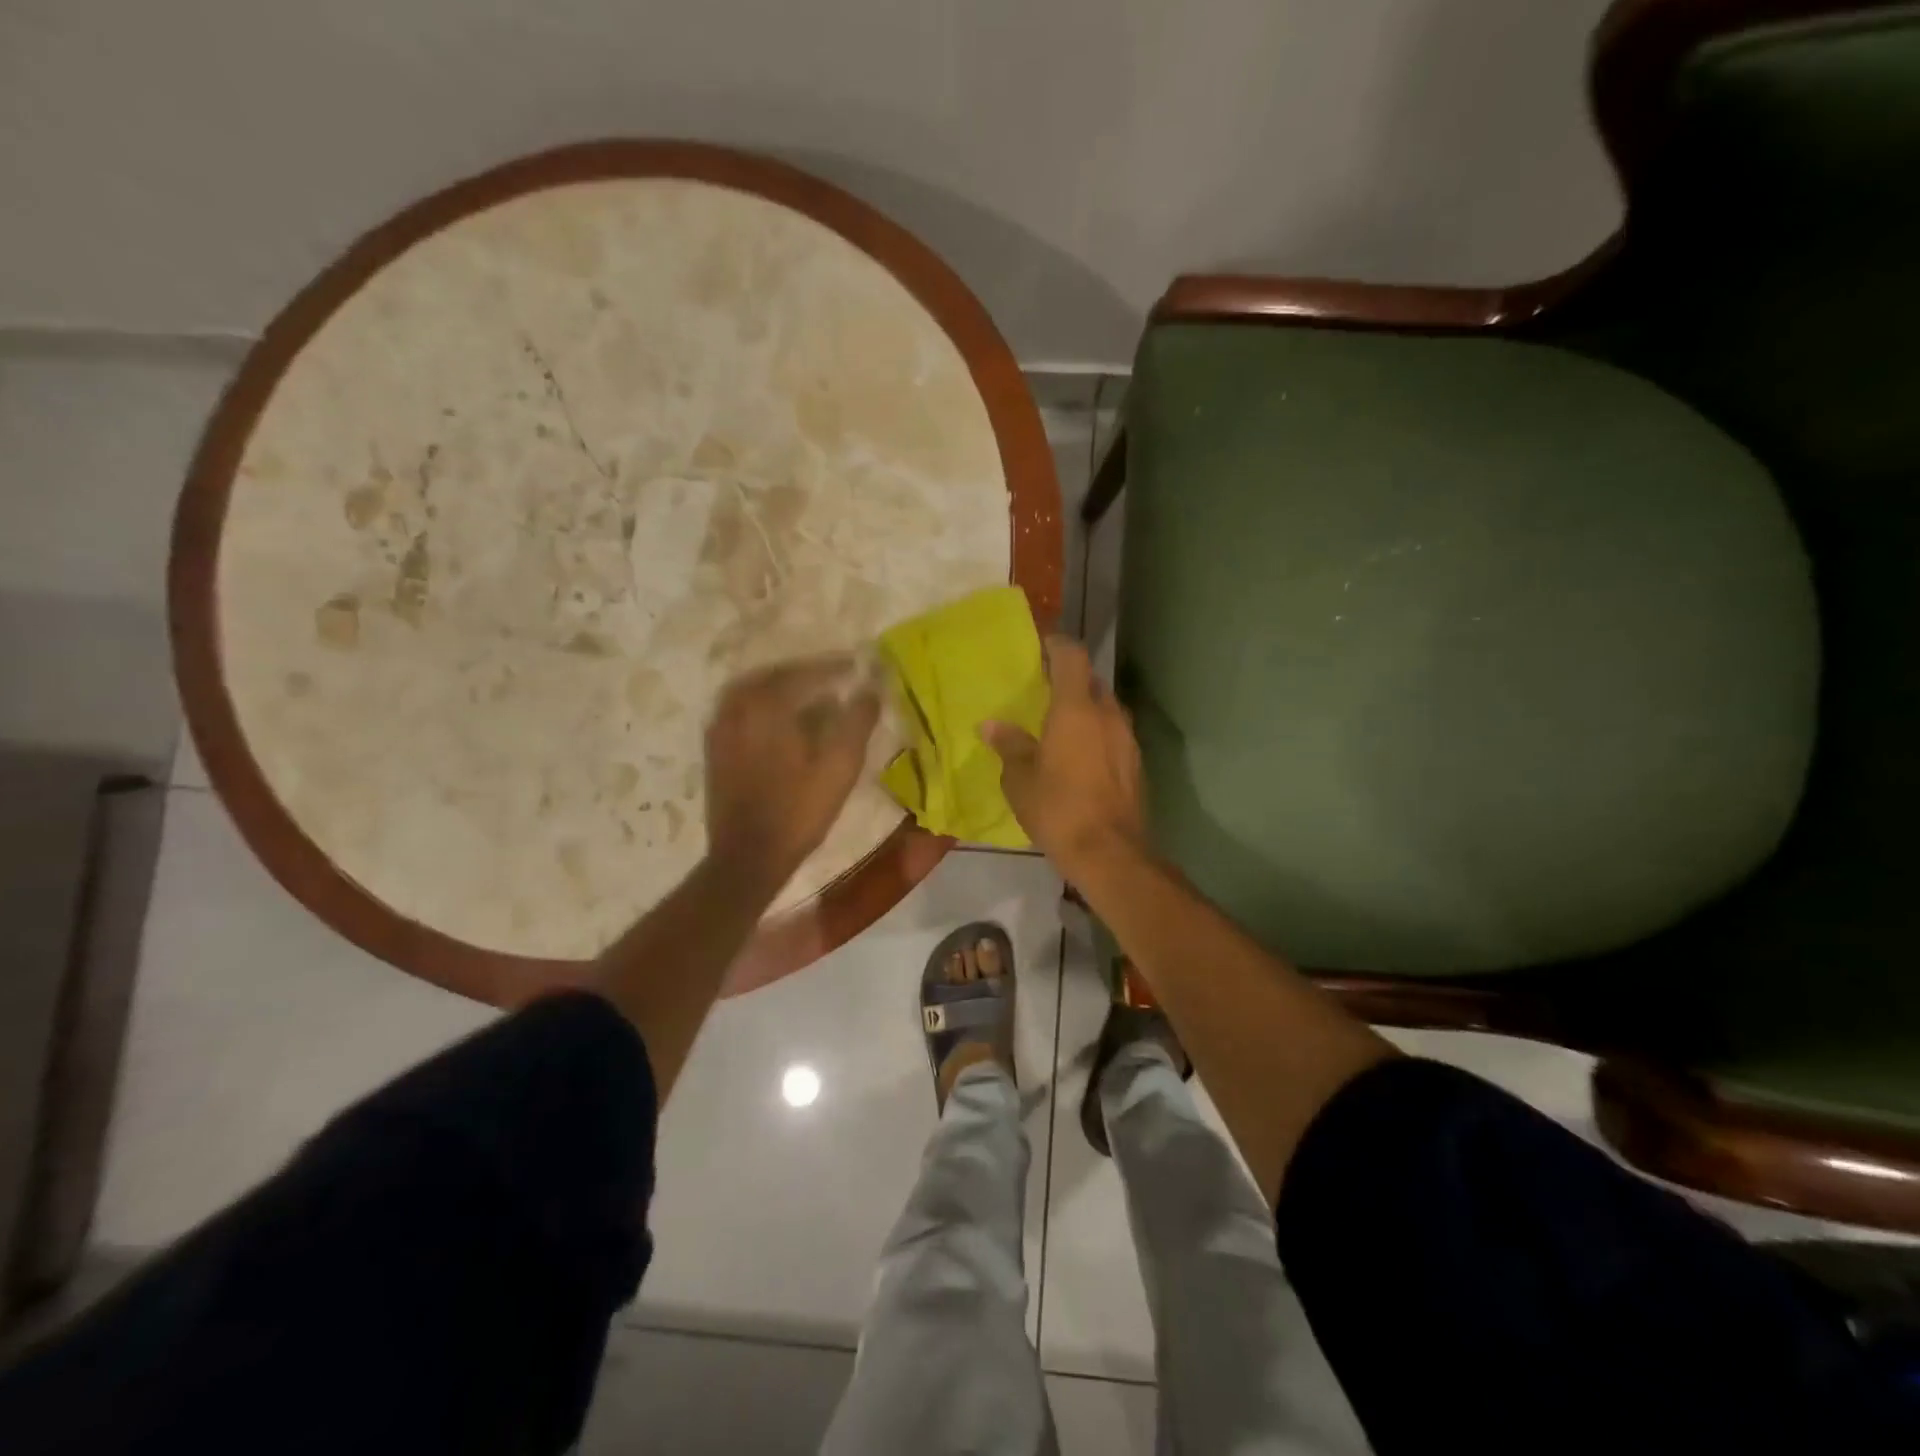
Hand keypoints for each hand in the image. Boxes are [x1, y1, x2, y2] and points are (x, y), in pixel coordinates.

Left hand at [705, 654, 880, 889]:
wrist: (748, 857)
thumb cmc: (799, 811)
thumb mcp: (840, 766)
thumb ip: (857, 720)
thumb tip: (870, 687)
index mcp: (766, 705)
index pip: (804, 672)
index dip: (834, 667)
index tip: (858, 666)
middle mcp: (737, 707)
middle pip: (775, 676)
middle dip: (806, 674)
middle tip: (834, 678)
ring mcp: (720, 728)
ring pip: (754, 692)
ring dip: (783, 689)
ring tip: (811, 699)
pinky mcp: (715, 749)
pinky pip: (741, 711)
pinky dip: (764, 707)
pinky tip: (783, 723)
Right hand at [983, 636, 1145, 877]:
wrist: (1110, 854)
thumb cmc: (1058, 809)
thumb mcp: (1020, 779)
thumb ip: (1009, 745)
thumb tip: (991, 726)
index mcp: (1076, 709)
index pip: (1072, 657)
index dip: (1057, 645)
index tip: (1042, 646)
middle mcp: (1108, 715)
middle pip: (1092, 682)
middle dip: (1071, 680)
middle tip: (1045, 690)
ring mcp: (1128, 740)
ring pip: (1106, 710)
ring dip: (1086, 710)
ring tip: (1061, 726)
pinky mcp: (1136, 764)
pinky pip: (1114, 736)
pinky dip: (1097, 735)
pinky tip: (1081, 758)